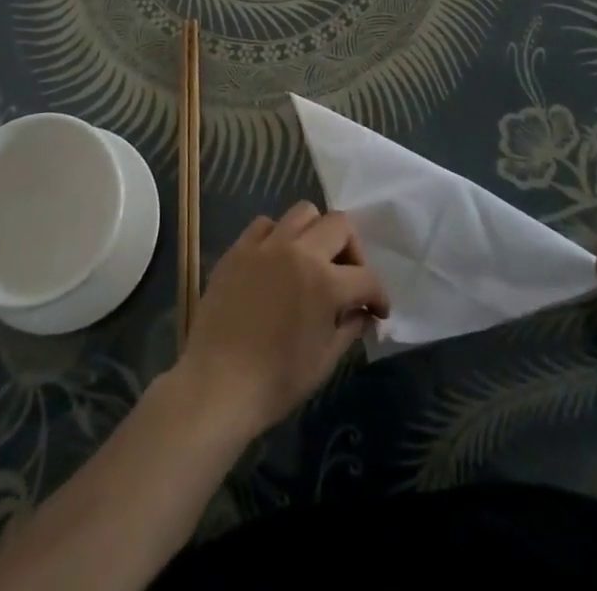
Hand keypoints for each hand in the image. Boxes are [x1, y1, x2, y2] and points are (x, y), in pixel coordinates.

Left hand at [174, 202, 388, 439]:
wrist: (217, 384)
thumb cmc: (276, 381)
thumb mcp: (324, 361)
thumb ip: (349, 328)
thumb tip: (364, 313)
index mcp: (325, 282)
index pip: (366, 277)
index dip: (378, 295)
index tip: (378, 310)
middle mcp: (299, 251)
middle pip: (339, 223)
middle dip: (353, 249)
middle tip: (348, 276)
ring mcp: (266, 245)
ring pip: (303, 212)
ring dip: (316, 232)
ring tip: (312, 260)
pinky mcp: (239, 248)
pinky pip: (265, 224)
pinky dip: (278, 235)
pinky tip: (276, 260)